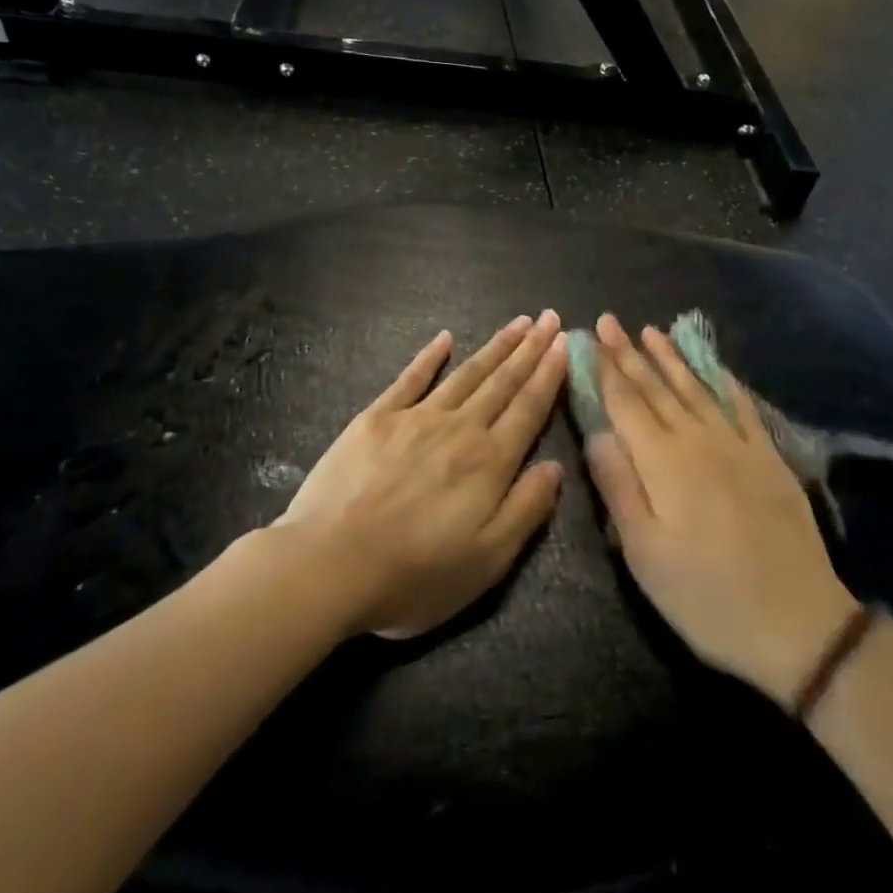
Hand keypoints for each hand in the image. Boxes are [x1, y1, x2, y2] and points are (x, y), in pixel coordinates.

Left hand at [277, 312, 566, 638]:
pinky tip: (444, 338)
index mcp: (490, 462)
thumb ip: (526, 509)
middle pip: (502, 382)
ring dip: (494, 347)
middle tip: (549, 317)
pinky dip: (429, 357)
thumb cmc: (414, 575)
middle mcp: (459, 428)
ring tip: (517, 323)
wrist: (329, 565)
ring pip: (465, 374)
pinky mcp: (376, 419)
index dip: (549, 374)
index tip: (564, 343)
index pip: (529, 408)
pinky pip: (409, 379)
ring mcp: (415, 418)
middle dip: (529, 348)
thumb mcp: (487, 561)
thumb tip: (556, 466)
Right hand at [583, 314, 857, 707]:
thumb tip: (596, 432)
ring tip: (652, 332)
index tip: (589, 337)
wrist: (797, 622)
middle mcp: (698, 440)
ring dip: (671, 359)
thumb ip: (618, 485)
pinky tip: (715, 367)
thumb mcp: (644, 553)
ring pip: (696, 389)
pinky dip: (725, 382)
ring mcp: (737, 446)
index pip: (625, 403)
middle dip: (629, 353)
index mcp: (662, 461)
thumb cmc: (705, 595)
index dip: (605, 368)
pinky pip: (743, 408)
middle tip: (610, 321)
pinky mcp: (769, 459)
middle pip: (656, 388)